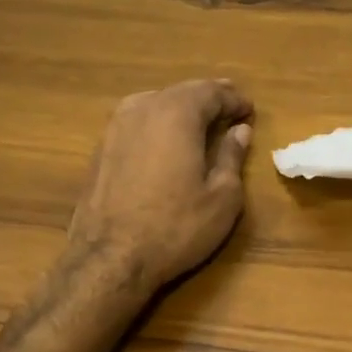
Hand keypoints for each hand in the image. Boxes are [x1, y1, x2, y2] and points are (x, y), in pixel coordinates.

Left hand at [66, 79, 254, 289]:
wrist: (108, 260)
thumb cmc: (175, 227)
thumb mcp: (222, 196)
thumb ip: (232, 157)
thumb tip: (239, 131)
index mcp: (177, 114)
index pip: (212, 92)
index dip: (235, 99)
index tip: (250, 111)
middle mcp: (143, 109)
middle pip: (182, 91)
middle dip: (210, 97)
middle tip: (231, 107)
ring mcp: (116, 127)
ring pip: (157, 102)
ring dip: (182, 107)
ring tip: (202, 120)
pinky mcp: (101, 148)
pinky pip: (138, 120)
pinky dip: (159, 122)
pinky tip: (168, 140)